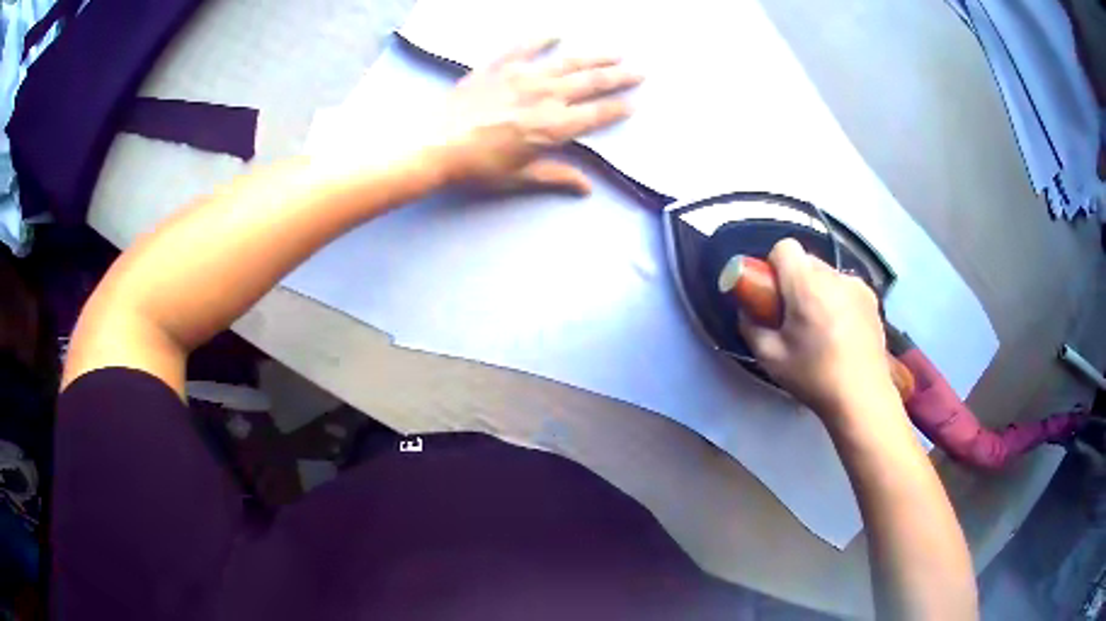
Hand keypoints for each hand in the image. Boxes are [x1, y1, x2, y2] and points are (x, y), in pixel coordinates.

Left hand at [434, 39, 641, 193]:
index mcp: (554, 126)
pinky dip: (540, 38)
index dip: (618, 108)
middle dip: (619, 77)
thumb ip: (556, 176)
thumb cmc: (477, 166)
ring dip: (594, 56)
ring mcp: (522, 76)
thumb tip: (587, 187)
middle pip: (591, 82)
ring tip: (614, 53)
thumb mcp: (519, 177)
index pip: (596, 114)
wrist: (435, 144)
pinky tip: (555, 32)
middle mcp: (546, 95)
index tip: (634, 102)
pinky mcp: (498, 66)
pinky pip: (524, 47)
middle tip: (639, 71)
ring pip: (568, 61)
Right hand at [739, 239, 895, 419]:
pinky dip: (837, 299)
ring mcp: (857, 286)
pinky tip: (841, 331)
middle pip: (806, 261)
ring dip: (817, 289)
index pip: (785, 248)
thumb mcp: (771, 358)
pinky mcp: (872, 299)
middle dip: (795, 280)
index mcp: (807, 286)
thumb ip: (751, 327)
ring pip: (827, 274)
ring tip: (820, 326)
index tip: (773, 294)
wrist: (862, 397)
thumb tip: (748, 311)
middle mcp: (834, 277)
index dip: (773, 265)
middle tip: (793, 315)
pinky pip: (845, 287)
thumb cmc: (814, 377)